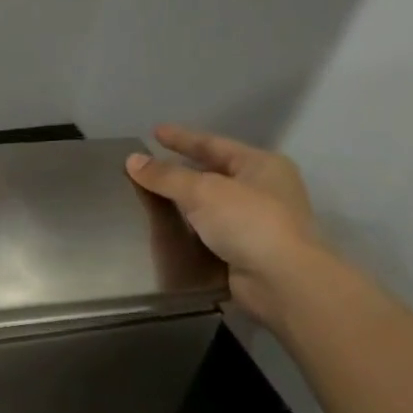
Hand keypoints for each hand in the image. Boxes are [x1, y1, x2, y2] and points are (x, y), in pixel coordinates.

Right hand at [126, 124, 323, 327]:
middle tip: (151, 165)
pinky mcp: (247, 251)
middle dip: (182, 170)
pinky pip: (211, 232)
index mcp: (262, 165)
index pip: (214, 145)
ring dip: (185, 202)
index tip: (155, 133)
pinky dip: (191, 230)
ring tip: (152, 197)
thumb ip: (166, 176)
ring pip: (212, 205)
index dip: (182, 138)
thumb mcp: (204, 191)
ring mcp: (258, 222)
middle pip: (214, 173)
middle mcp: (264, 190)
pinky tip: (169, 230)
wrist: (281, 280)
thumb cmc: (248, 222)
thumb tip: (132, 160)